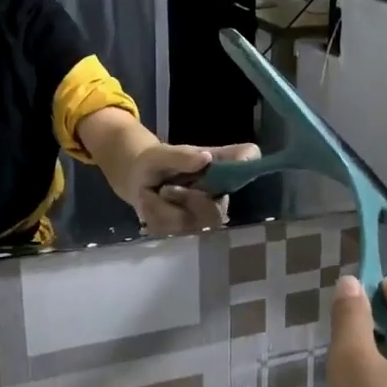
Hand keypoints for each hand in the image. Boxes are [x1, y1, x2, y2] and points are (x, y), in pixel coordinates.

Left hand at [123, 141, 260, 234]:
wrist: (138, 179)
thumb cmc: (157, 162)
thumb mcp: (161, 155)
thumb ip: (181, 156)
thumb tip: (205, 158)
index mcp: (221, 167)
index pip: (248, 158)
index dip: (248, 164)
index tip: (241, 162)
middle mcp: (220, 193)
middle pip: (217, 212)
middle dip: (189, 201)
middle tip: (166, 189)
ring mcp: (206, 216)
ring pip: (190, 223)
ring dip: (164, 208)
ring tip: (156, 193)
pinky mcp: (188, 231)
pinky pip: (171, 230)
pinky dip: (155, 215)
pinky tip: (153, 204)